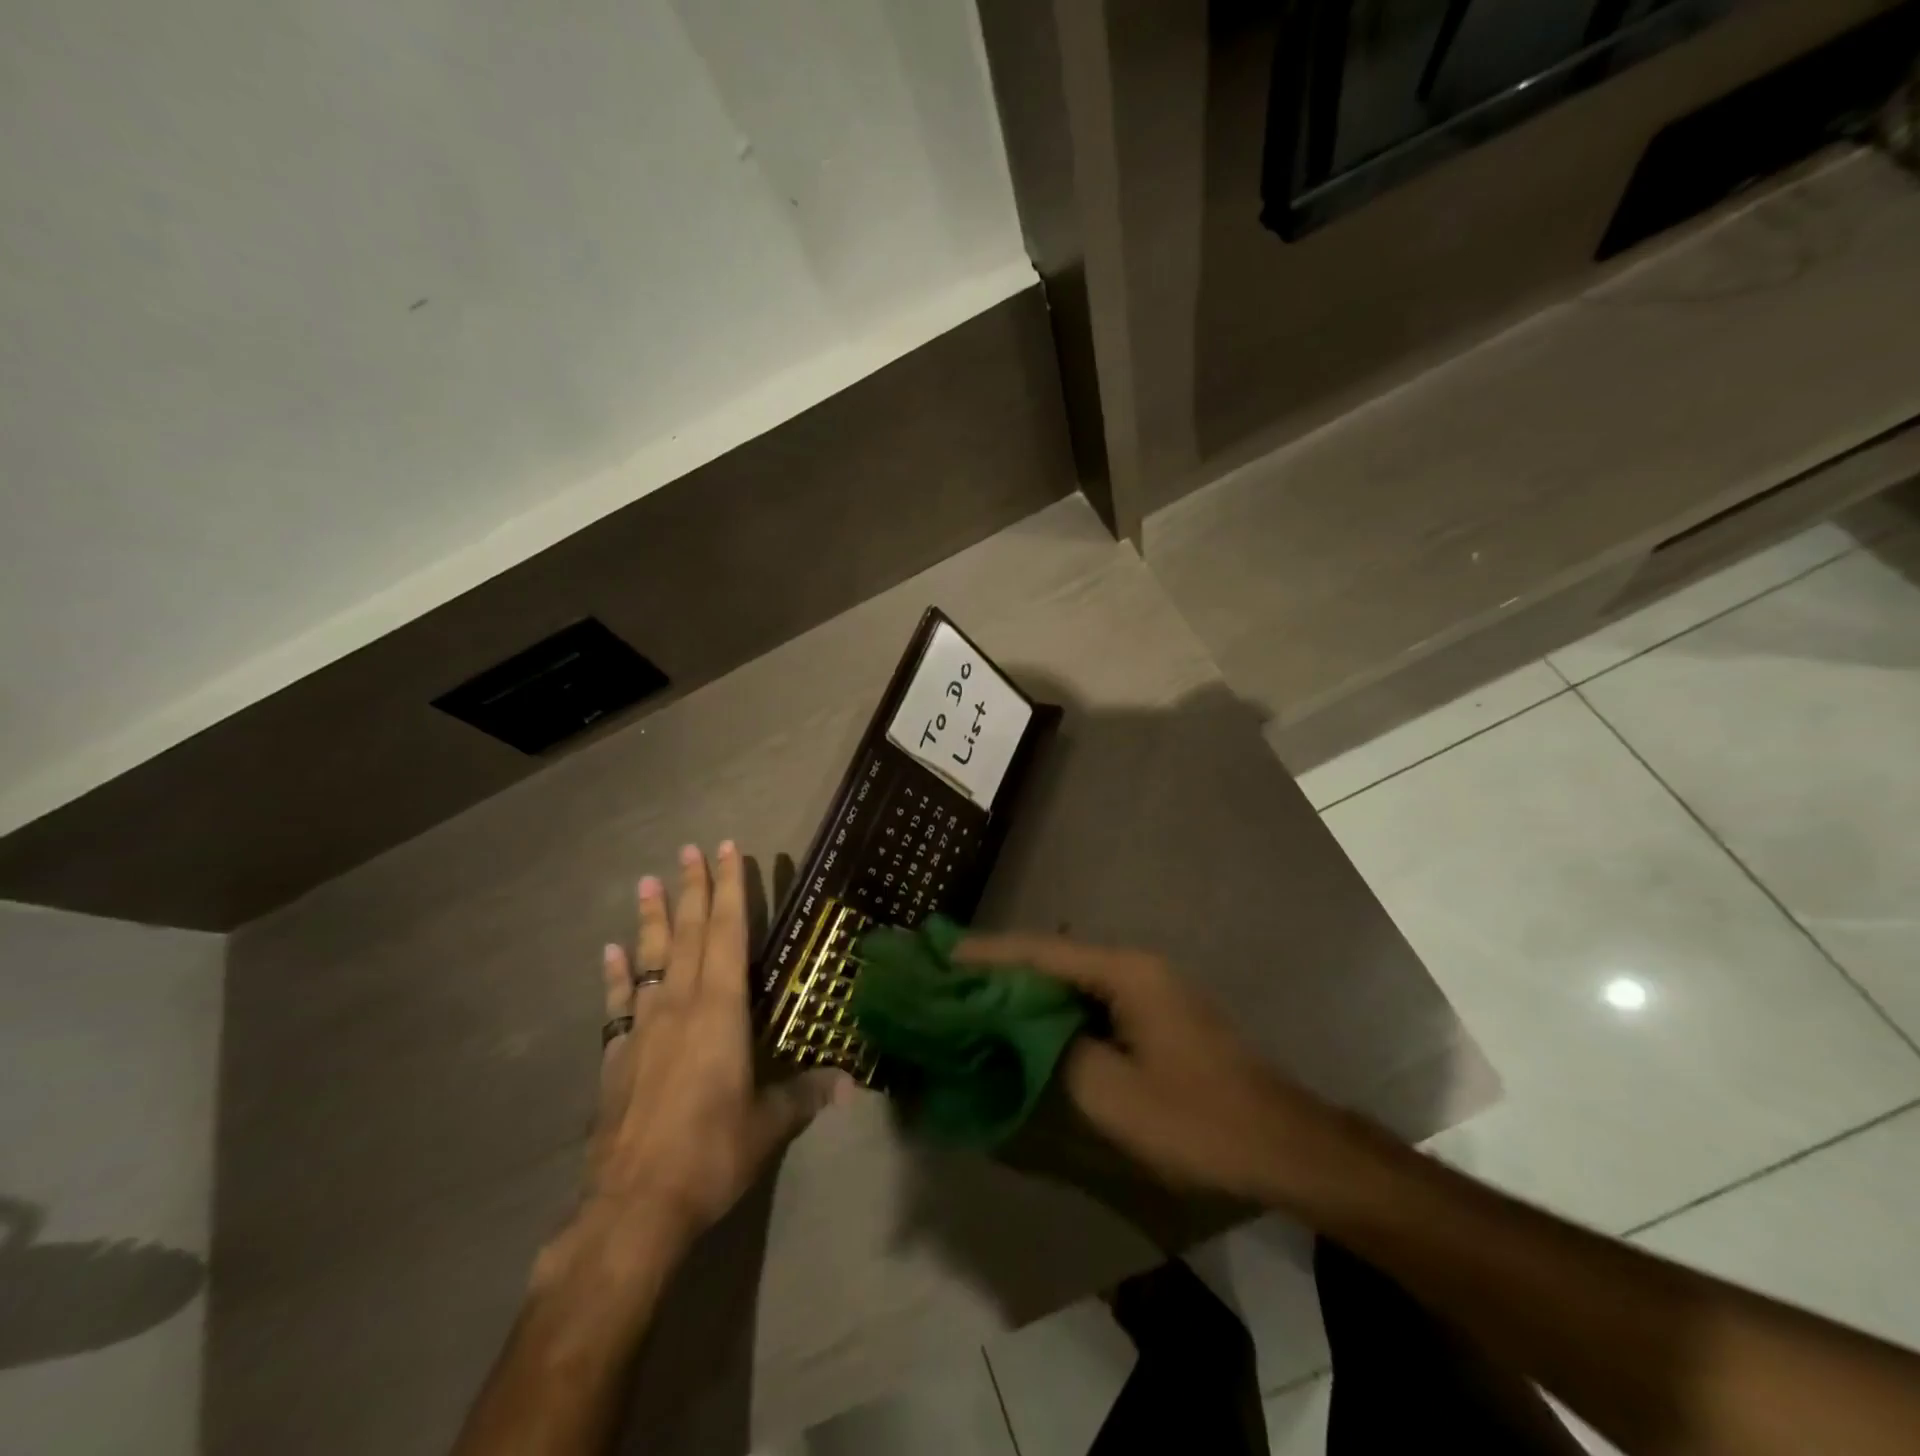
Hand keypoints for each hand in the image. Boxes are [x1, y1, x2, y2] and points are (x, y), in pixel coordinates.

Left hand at [585, 843, 851, 1252]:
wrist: (633, 1208)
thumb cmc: (710, 1154)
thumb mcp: (768, 1125)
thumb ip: (805, 1095)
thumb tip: (850, 1084)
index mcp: (721, 1011)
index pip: (728, 935)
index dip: (730, 890)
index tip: (727, 851)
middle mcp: (681, 1006)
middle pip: (688, 934)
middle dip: (693, 889)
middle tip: (690, 849)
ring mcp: (643, 1028)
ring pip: (650, 959)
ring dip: (650, 918)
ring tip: (648, 881)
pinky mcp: (617, 1056)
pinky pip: (617, 1004)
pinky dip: (616, 975)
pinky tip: (610, 951)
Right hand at [957, 934, 1326, 1201]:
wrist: (1284, 1145)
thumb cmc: (1197, 1120)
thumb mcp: (1112, 1095)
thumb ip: (1053, 1055)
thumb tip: (1014, 1032)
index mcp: (1124, 972)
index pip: (1040, 952)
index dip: (987, 953)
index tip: (939, 953)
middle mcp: (1134, 966)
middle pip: (1053, 957)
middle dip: (1000, 966)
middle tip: (948, 977)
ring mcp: (1148, 987)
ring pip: (1071, 978)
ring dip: (1026, 987)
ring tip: (975, 996)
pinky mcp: (1154, 1013)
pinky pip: (1091, 999)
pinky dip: (1054, 1007)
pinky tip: (1027, 1022)